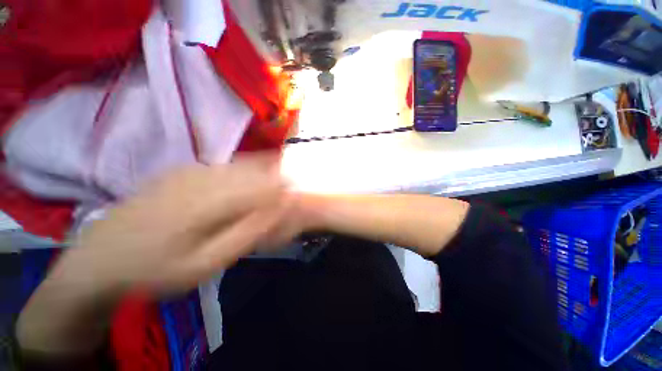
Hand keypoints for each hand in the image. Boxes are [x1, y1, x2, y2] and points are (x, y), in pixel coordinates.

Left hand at [65, 157, 297, 293]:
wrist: (100, 258)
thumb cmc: (156, 269)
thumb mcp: (207, 262)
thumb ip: (248, 232)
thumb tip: (279, 209)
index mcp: (211, 198)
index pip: (264, 183)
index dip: (284, 187)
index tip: (295, 195)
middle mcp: (204, 176)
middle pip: (255, 168)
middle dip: (276, 179)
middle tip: (285, 194)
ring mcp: (192, 170)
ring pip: (242, 165)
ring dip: (262, 175)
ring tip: (271, 190)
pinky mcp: (184, 170)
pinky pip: (227, 166)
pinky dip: (245, 173)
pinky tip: (245, 188)